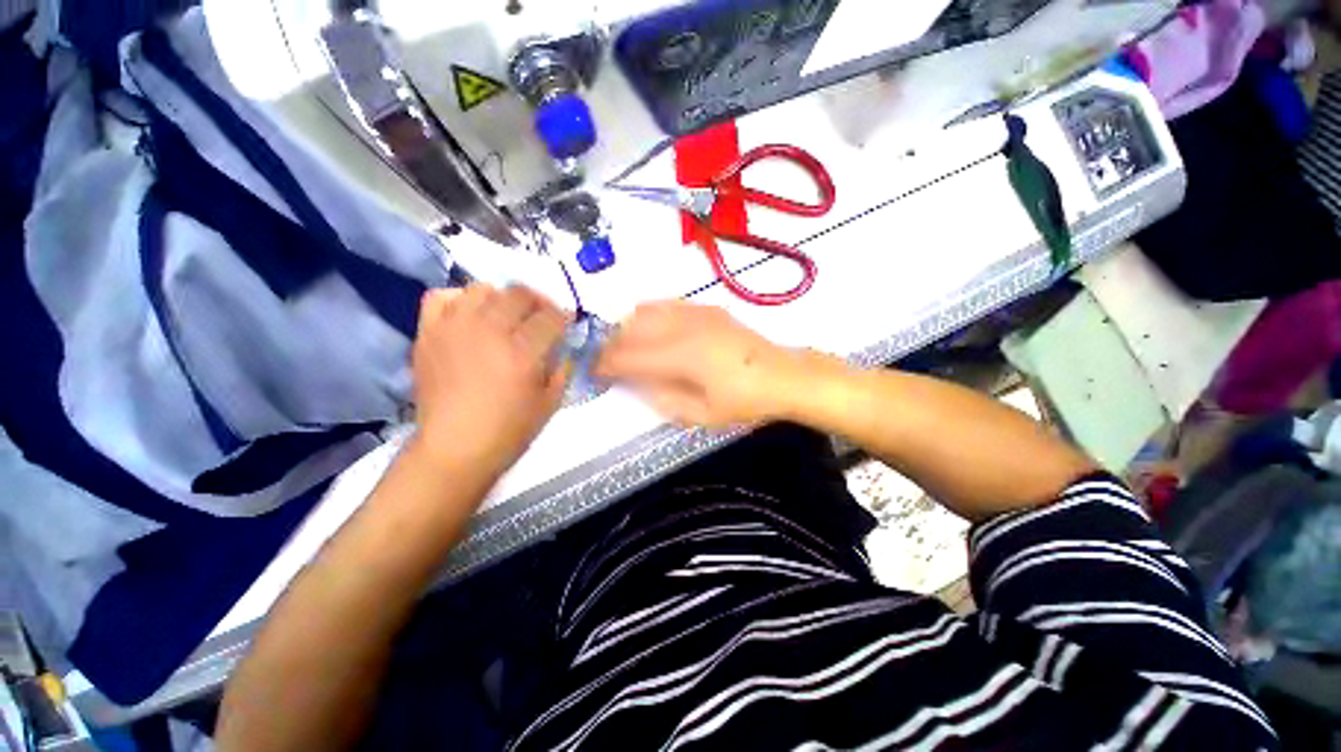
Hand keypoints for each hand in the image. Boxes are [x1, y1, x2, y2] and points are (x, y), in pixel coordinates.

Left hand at [412, 284, 570, 474]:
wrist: (453, 449)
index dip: (564, 317)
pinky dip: (459, 300)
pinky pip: (441, 297)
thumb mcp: (550, 403)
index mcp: (524, 352)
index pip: (551, 316)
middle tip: (542, 317)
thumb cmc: (508, 431)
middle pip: (519, 294)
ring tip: (506, 315)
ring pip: (483, 289)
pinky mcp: (429, 333)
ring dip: (501, 299)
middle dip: (538, 302)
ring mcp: (455, 328)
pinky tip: (469, 315)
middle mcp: (490, 331)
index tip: (567, 323)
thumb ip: (562, 369)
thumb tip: (562, 347)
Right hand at [595, 300, 807, 428]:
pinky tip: (653, 329)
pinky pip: (667, 304)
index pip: (629, 356)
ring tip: (626, 345)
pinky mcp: (707, 308)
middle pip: (632, 329)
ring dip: (629, 327)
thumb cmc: (745, 401)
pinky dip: (650, 315)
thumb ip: (663, 398)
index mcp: (681, 356)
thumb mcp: (701, 414)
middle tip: (605, 360)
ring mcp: (696, 313)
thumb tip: (637, 384)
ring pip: (646, 311)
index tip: (591, 370)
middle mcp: (684, 327)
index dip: (605, 363)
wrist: (784, 375)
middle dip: (611, 344)